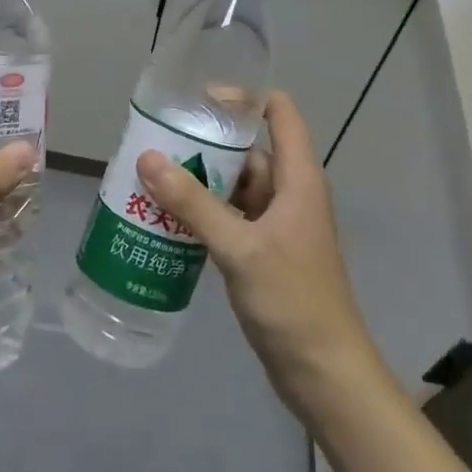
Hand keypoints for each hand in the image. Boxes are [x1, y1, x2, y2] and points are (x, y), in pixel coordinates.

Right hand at [138, 91, 375, 414]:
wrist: (324, 373)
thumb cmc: (292, 301)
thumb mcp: (239, 248)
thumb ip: (193, 203)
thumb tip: (148, 158)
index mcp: (297, 179)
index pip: (278, 113)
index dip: (244, 97)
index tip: (198, 100)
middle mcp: (289, 193)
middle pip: (247, 151)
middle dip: (204, 145)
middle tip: (157, 143)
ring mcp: (277, 225)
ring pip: (234, 187)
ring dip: (199, 183)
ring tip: (151, 178)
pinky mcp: (264, 252)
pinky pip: (230, 218)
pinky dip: (203, 214)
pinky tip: (167, 219)